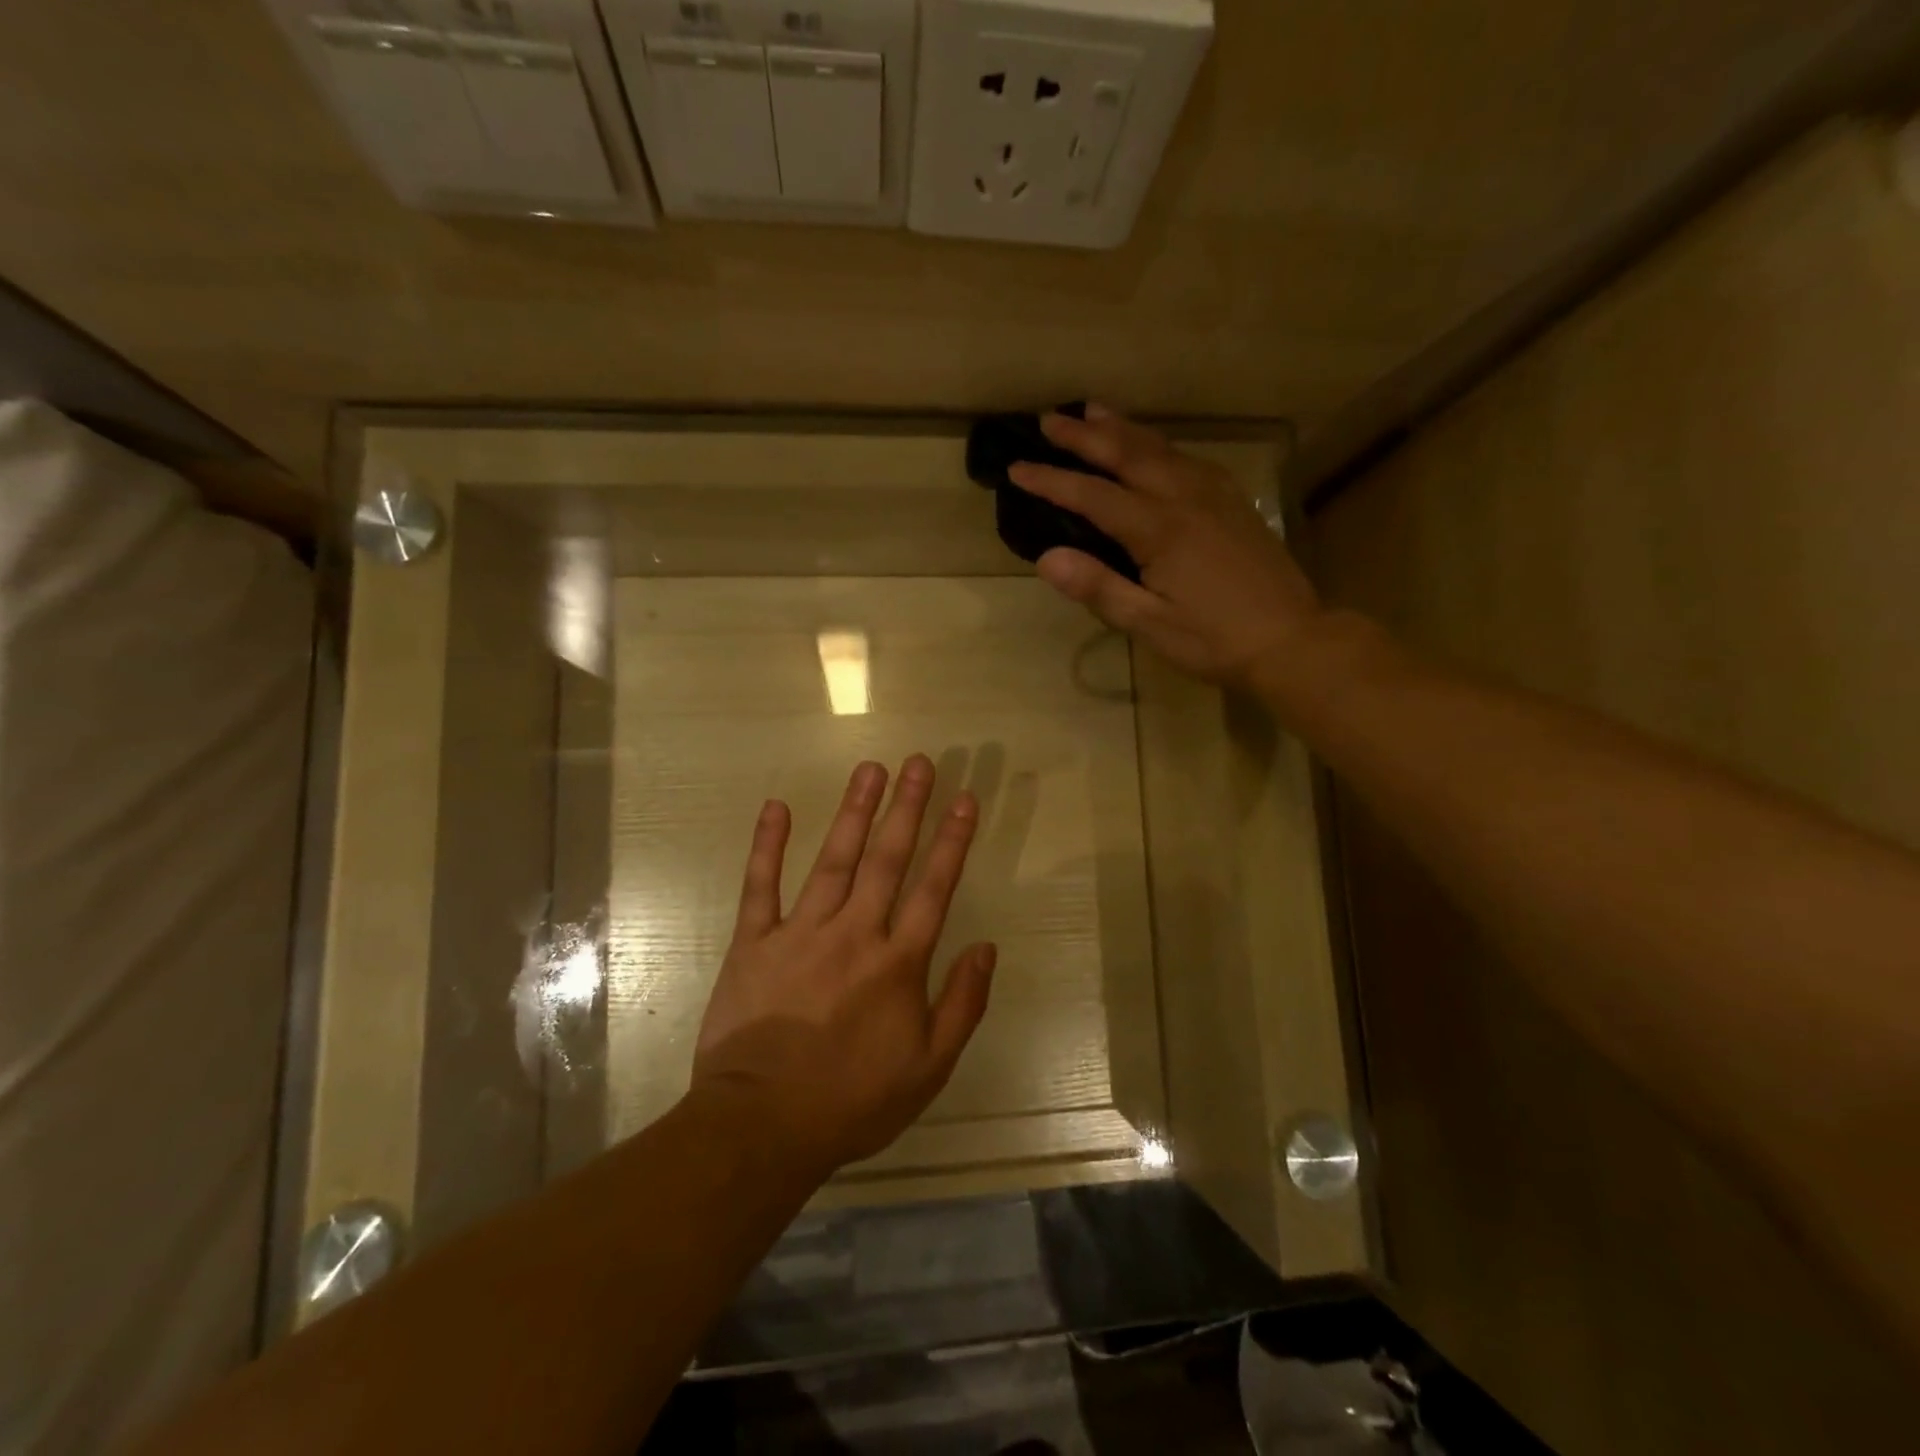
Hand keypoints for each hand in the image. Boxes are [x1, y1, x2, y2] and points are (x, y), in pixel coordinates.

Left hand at [689, 755, 996, 1176]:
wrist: (762, 1125)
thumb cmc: (852, 1101)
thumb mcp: (929, 1068)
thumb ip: (963, 1004)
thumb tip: (987, 947)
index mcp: (898, 963)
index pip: (934, 888)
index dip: (953, 841)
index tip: (965, 800)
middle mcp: (854, 933)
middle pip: (887, 859)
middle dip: (907, 808)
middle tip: (919, 762)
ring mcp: (800, 932)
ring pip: (834, 860)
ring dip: (854, 812)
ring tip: (870, 769)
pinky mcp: (754, 942)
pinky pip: (761, 885)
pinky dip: (768, 845)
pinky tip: (777, 807)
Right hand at [1009, 405, 1323, 688]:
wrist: (1291, 640)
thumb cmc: (1214, 639)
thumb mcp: (1149, 623)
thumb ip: (1098, 588)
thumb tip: (1046, 558)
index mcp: (1159, 529)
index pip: (1093, 495)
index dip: (1051, 480)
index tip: (1017, 468)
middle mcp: (1185, 498)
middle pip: (1127, 454)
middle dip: (1084, 436)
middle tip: (1049, 420)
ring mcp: (1214, 495)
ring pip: (1160, 448)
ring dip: (1122, 429)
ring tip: (1093, 411)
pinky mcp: (1233, 502)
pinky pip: (1188, 458)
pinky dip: (1159, 444)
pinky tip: (1154, 447)